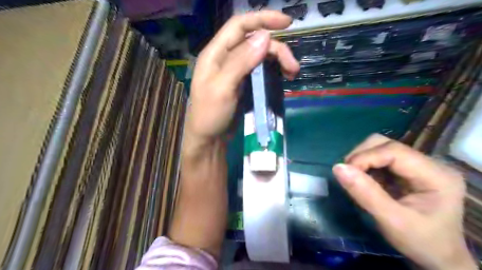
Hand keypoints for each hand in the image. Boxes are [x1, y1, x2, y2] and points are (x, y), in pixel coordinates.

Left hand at [184, 11, 297, 148]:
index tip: (287, 23)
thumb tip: (264, 37)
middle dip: (276, 50)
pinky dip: (273, 70)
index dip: (262, 19)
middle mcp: (226, 58)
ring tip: (292, 73)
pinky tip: (282, 77)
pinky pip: (260, 70)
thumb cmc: (210, 115)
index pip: (239, 26)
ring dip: (278, 60)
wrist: (209, 139)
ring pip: (260, 56)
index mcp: (215, 53)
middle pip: (254, 42)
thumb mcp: (222, 88)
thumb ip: (241, 62)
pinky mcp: (243, 83)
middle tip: (293, 67)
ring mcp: (235, 71)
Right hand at [332, 134, 473, 269]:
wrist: (436, 256)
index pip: (393, 151)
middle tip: (349, 175)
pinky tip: (366, 182)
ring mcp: (418, 165)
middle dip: (361, 156)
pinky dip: (366, 167)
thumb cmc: (420, 241)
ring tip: (357, 180)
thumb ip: (365, 193)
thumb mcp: (391, 220)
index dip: (365, 158)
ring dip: (362, 160)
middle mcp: (429, 163)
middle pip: (385, 144)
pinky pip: (379, 158)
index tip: (345, 173)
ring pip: (380, 148)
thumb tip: (337, 168)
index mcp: (436, 175)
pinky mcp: (407, 170)